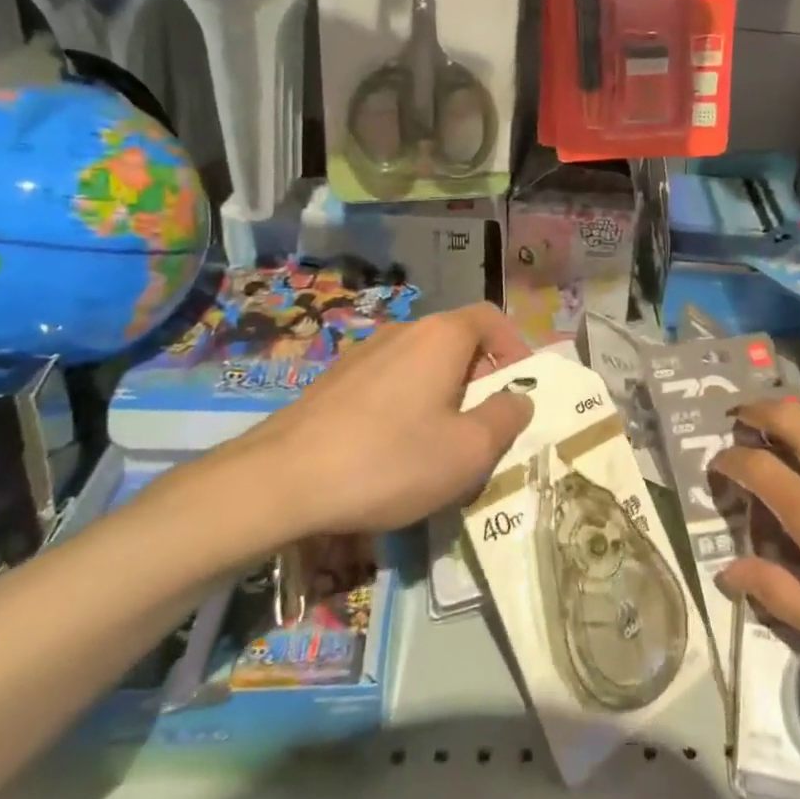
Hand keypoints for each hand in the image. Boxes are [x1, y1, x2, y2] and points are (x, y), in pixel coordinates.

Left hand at [158, 304, 534, 571]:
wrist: (279, 481)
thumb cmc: (389, 461)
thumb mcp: (468, 451)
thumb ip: (506, 418)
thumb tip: (520, 398)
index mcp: (441, 336)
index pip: (491, 318)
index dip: (515, 348)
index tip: (519, 391)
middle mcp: (403, 331)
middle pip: (457, 341)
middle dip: (481, 378)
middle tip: (484, 427)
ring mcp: (363, 353)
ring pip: (422, 363)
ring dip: (444, 394)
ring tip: (440, 444)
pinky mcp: (335, 380)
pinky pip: (390, 381)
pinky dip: (407, 404)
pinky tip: (393, 451)